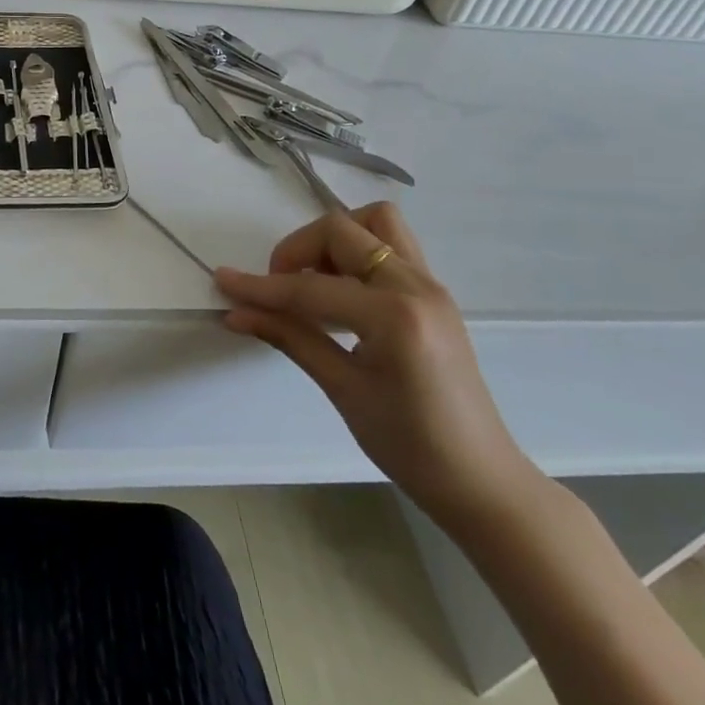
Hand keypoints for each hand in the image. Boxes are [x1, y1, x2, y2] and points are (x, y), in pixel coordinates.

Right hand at [215, 203, 543, 535]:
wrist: (481, 480)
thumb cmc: (411, 446)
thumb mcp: (343, 391)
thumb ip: (290, 338)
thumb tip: (236, 313)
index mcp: (396, 316)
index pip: (312, 288)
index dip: (262, 286)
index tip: (224, 280)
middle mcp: (417, 285)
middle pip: (342, 230)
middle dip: (299, 250)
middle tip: (278, 288)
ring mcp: (430, 284)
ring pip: (375, 224)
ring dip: (334, 240)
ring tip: (313, 283)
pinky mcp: (432, 293)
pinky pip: (389, 246)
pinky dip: (356, 254)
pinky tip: (340, 295)